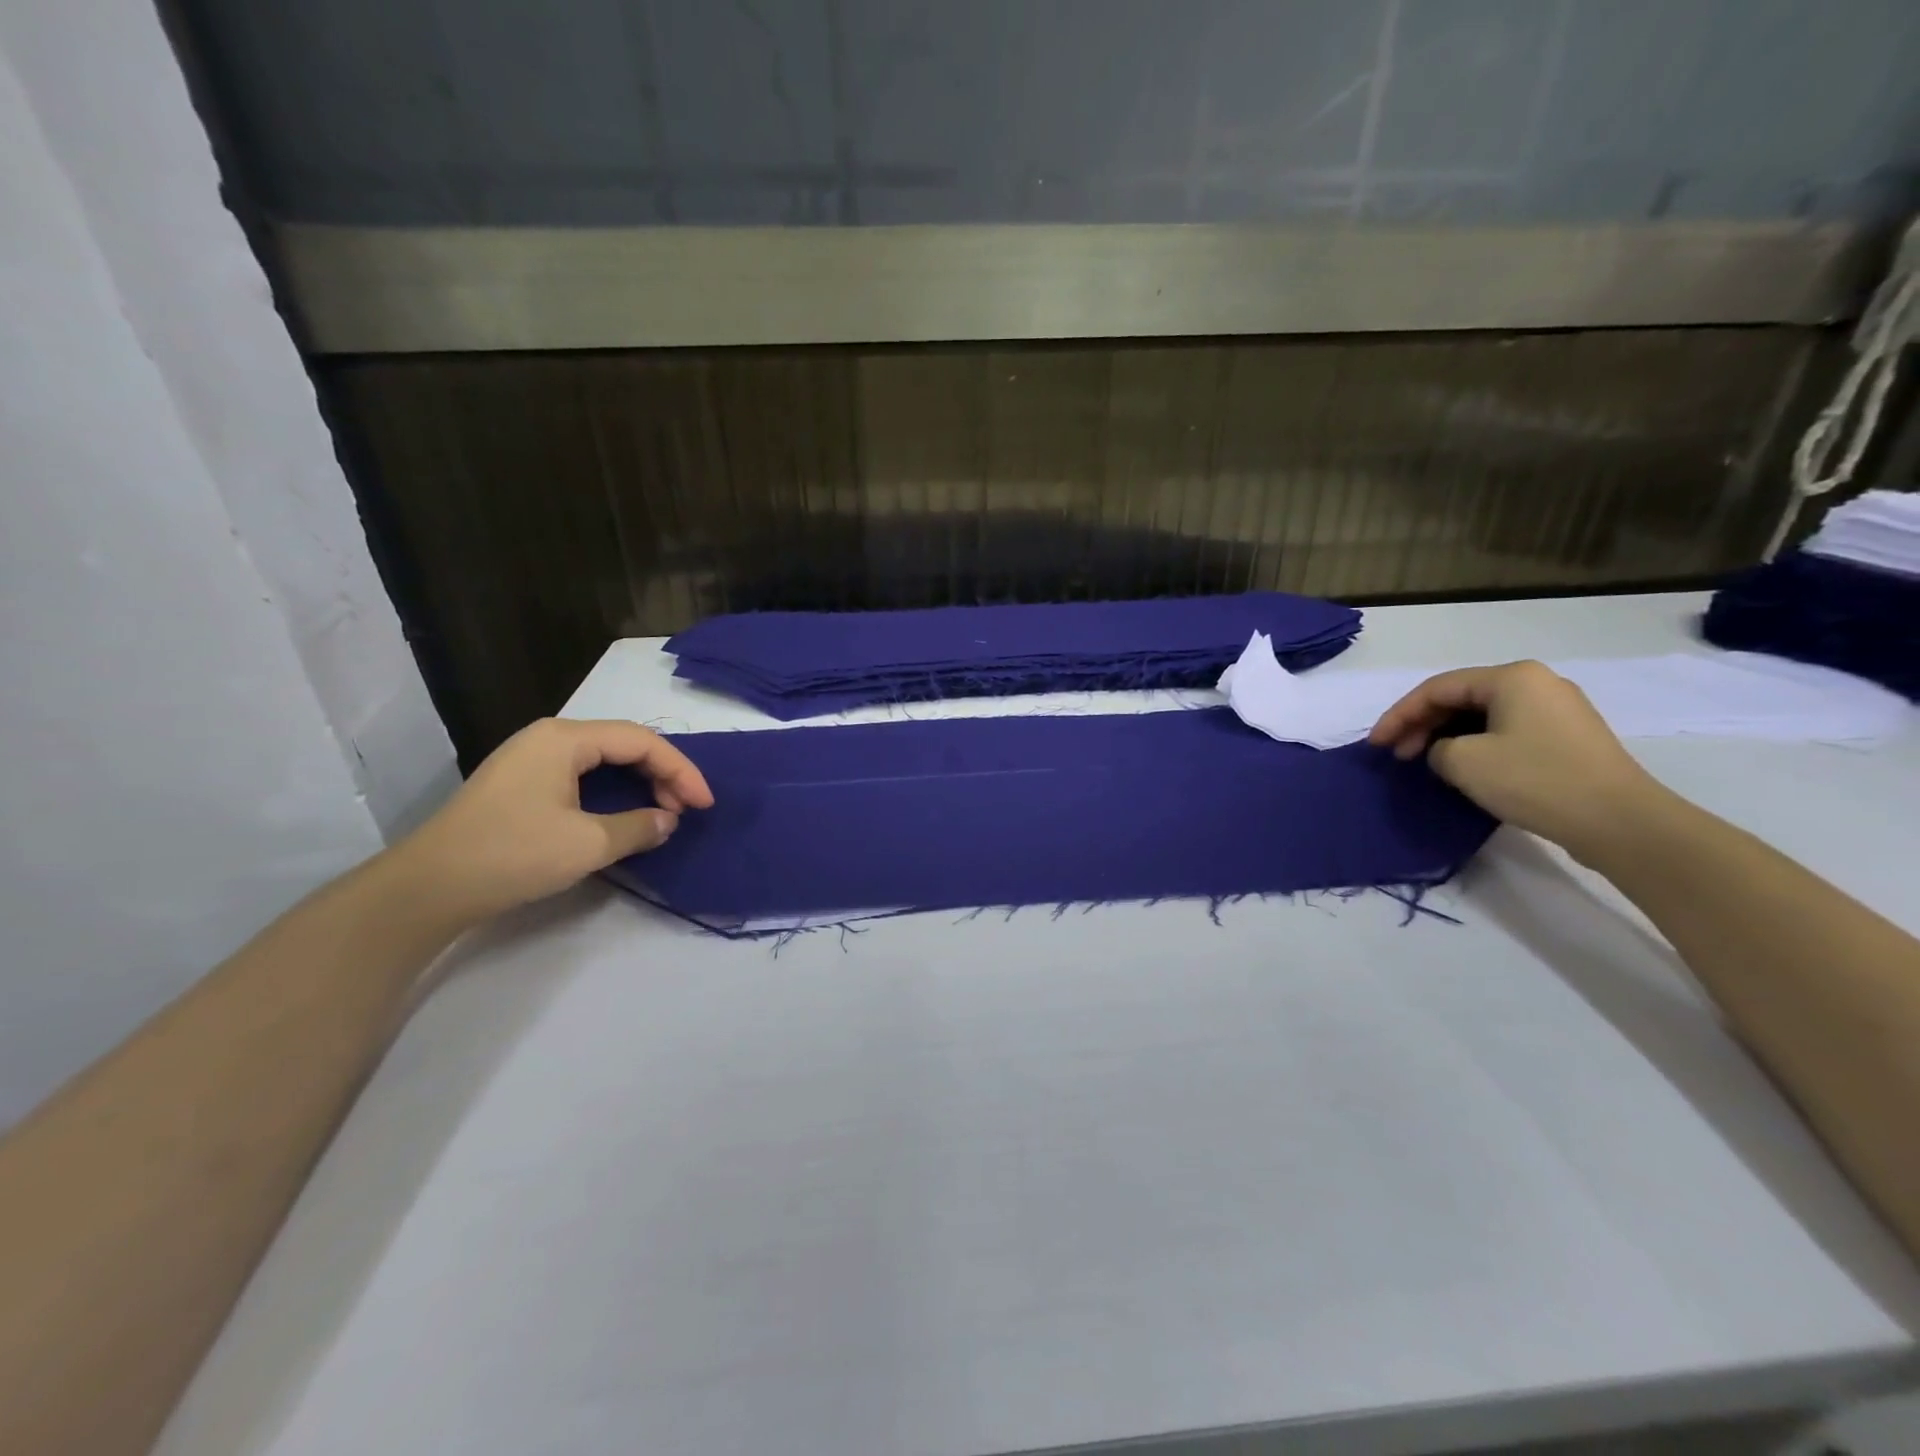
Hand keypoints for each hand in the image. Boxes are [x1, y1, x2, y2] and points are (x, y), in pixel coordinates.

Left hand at [393, 718, 713, 925]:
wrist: (428, 888)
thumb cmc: (512, 854)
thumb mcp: (587, 844)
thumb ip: (638, 827)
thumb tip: (667, 821)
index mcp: (565, 739)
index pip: (640, 741)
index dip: (680, 770)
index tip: (704, 804)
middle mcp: (549, 738)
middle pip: (623, 744)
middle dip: (662, 774)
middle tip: (687, 809)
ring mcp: (531, 759)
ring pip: (604, 760)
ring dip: (640, 783)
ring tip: (663, 813)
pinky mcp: (521, 784)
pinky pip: (583, 776)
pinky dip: (614, 792)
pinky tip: (625, 814)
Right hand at [1367, 660, 1667, 860]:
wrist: (1619, 821)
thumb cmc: (1535, 780)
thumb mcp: (1464, 762)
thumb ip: (1437, 748)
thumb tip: (1446, 752)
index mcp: (1512, 677)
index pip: (1436, 688)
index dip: (1399, 715)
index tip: (1375, 745)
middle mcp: (1537, 683)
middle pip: (1460, 698)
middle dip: (1421, 725)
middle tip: (1397, 755)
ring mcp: (1558, 710)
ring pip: (1483, 715)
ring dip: (1446, 736)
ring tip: (1424, 763)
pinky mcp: (1568, 738)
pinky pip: (1506, 730)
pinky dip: (1475, 744)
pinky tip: (1462, 767)